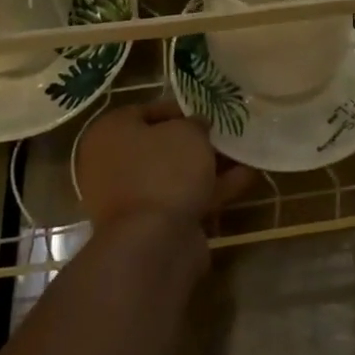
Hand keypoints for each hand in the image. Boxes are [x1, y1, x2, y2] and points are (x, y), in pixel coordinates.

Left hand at [76, 100, 255, 233]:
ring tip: (244, 154)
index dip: (180, 109)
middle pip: (161, 146)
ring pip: (174, 175)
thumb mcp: (188, 132)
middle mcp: (111, 165)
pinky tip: (245, 179)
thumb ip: (195, 123)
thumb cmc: (163, 172)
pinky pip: (182, 200)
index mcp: (109, 133)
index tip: (207, 111)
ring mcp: (129, 200)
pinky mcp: (149, 228)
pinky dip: (211, 190)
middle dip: (196, 141)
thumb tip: (197, 126)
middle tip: (225, 134)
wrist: (153, 245)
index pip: (146, 111)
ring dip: (208, 166)